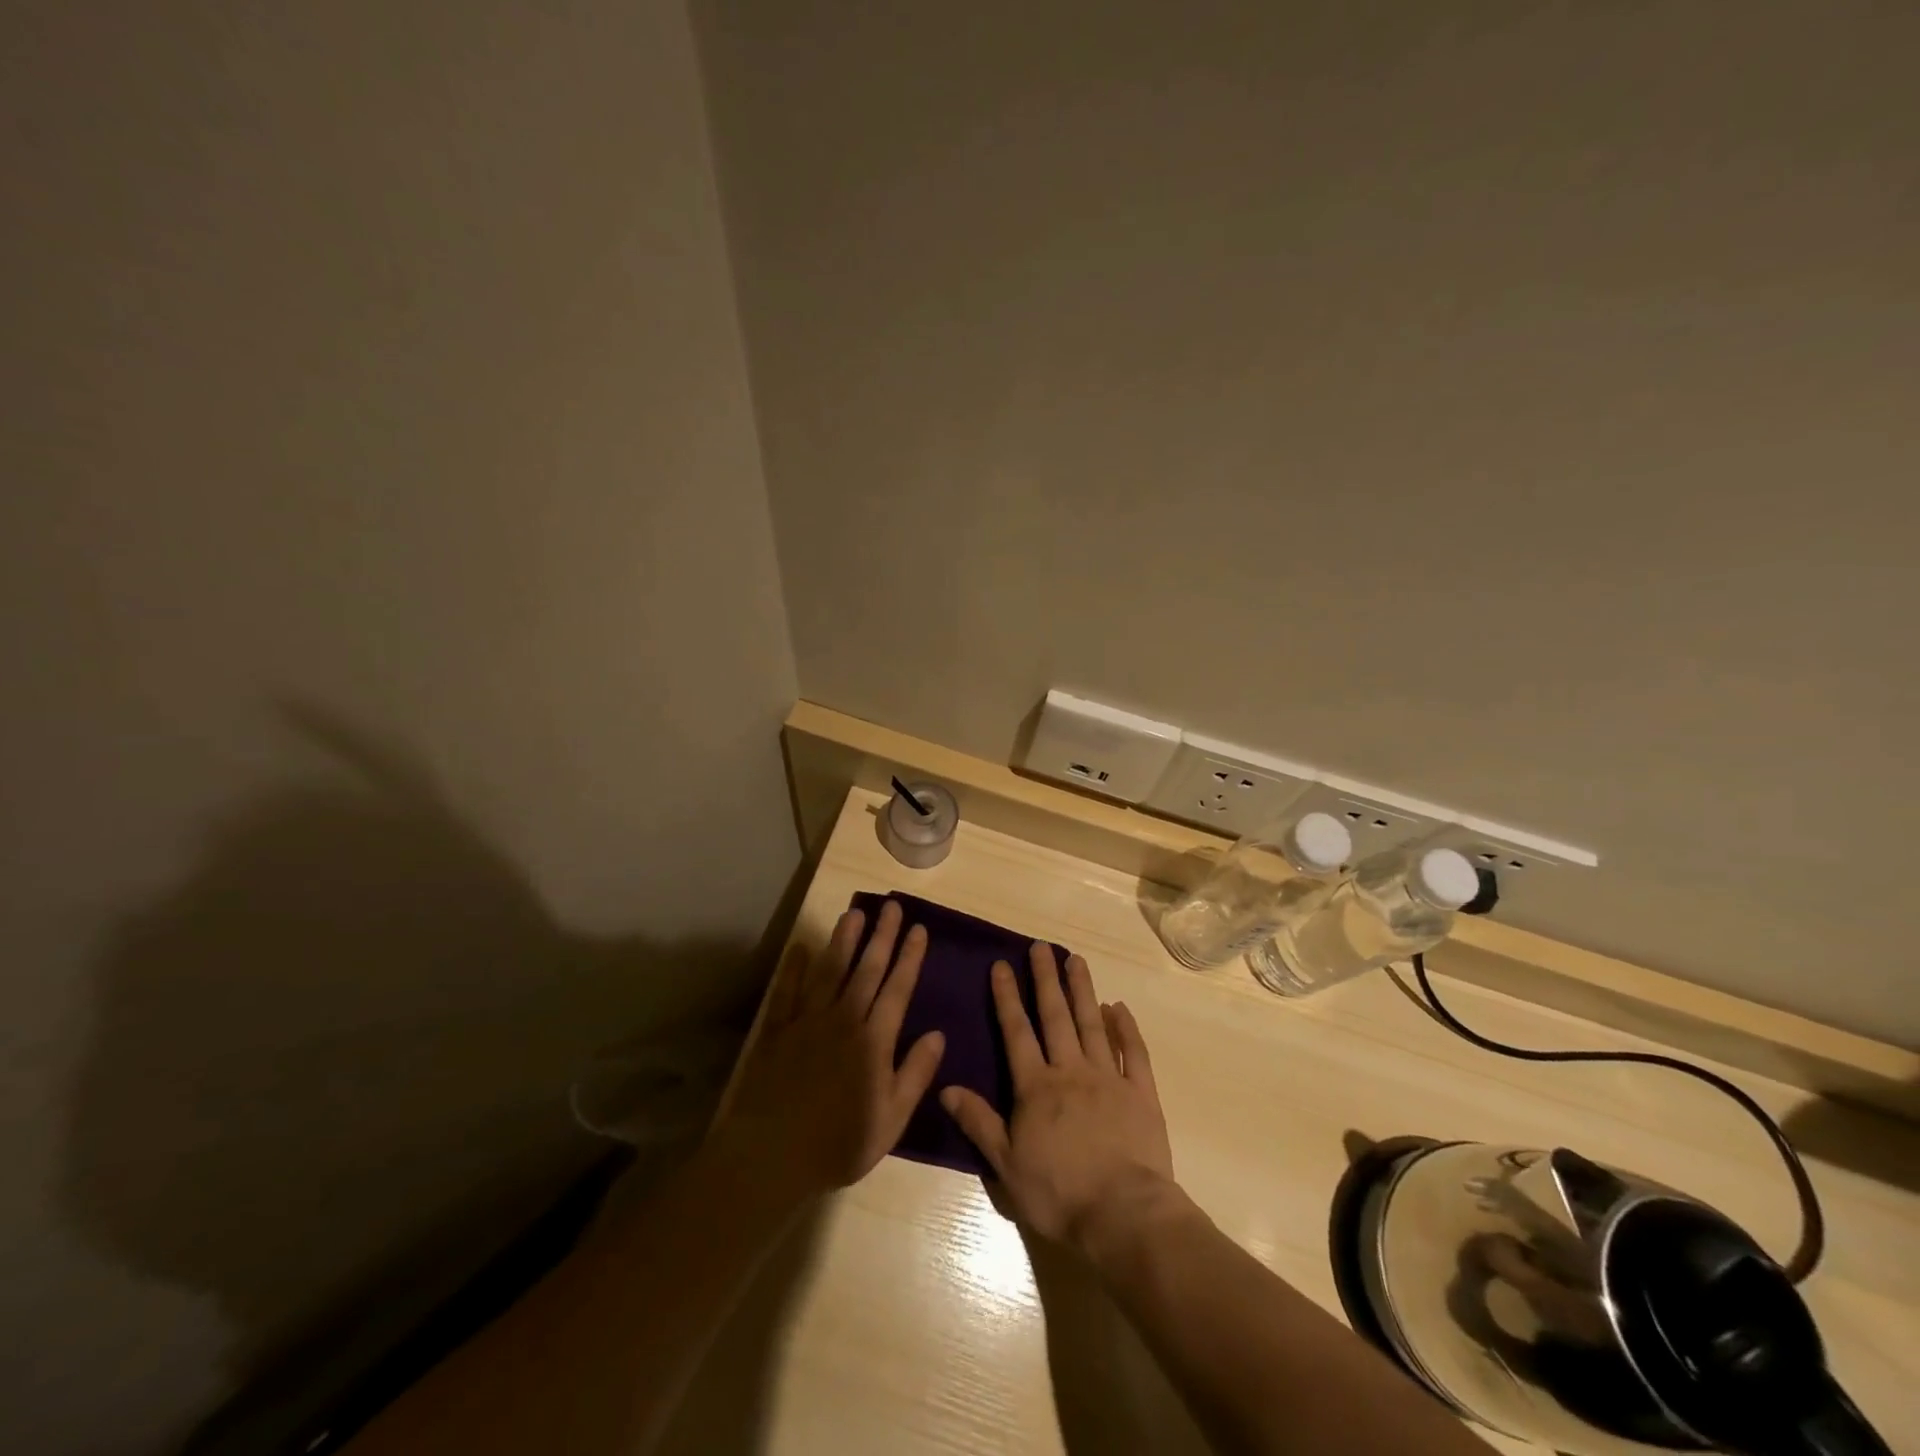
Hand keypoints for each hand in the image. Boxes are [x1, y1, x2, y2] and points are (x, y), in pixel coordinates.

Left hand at [711, 900, 944, 1203]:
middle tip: (893, 906)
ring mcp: (807, 1021)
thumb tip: (938, 1035)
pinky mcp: (777, 1030)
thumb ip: (915, 1074)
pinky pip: (786, 992)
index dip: (910, 957)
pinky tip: (800, 947)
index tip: (919, 929)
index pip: (897, 989)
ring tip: (855, 913)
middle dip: (882, 936)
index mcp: (874, 1041)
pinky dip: (793, 968)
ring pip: (830, 971)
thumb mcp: (891, 1120)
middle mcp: (843, 1020)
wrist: (771, 1156)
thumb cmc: (838, 1144)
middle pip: (867, 970)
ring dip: (844, 940)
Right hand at [941, 944, 1174, 1250]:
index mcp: (1036, 1087)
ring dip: (1082, 991)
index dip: (1007, 998)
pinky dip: (1126, 1028)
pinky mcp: (1140, 1093)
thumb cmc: (1059, 1193)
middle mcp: (1071, 1071)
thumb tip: (945, 1088)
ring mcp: (1109, 1078)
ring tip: (1075, 959)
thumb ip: (979, 1122)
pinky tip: (1119, 1007)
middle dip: (1046, 980)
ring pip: (1093, 1024)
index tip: (1002, 965)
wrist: (1123, 1214)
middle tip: (1041, 946)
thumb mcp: (1006, 1165)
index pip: (1017, 1033)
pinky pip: (1133, 1052)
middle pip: (1056, 1017)